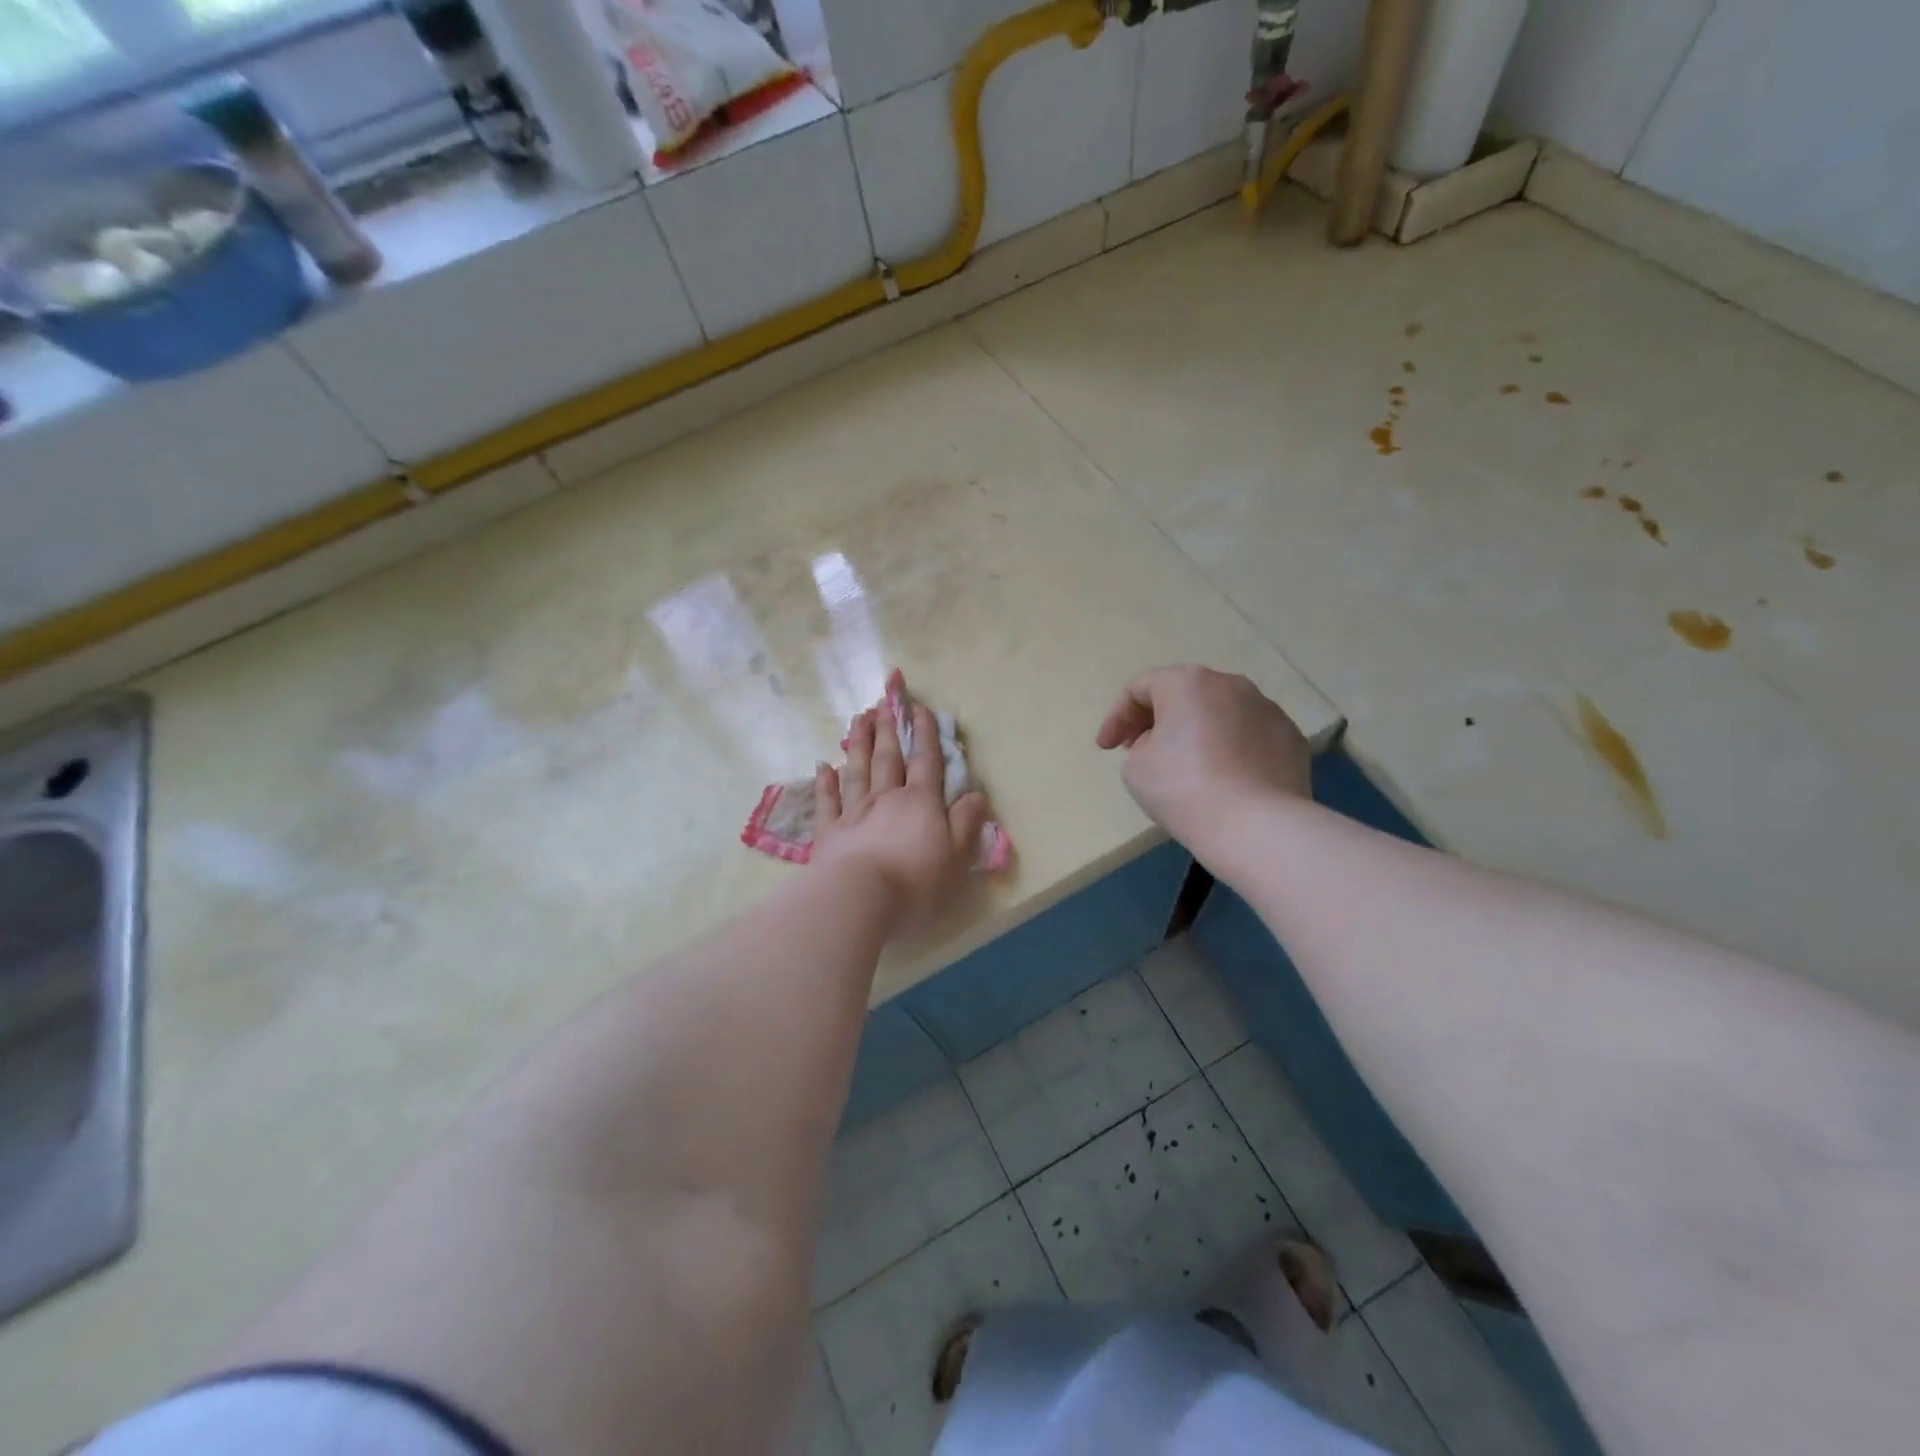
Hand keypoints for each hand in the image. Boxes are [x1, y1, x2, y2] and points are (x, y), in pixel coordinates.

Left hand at [812, 701, 989, 935]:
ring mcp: (854, 813)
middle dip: (889, 728)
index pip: (926, 761)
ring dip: (859, 744)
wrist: (859, 899)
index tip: (919, 708)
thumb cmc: (916, 881)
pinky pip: (827, 801)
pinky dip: (825, 782)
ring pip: (858, 770)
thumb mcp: (956, 857)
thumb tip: (976, 794)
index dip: (925, 734)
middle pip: (888, 757)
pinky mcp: (829, 832)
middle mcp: (887, 798)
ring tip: (859, 719)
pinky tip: (823, 766)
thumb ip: (966, 823)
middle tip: (884, 702)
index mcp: (921, 803)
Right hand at [1095, 666, 1310, 853]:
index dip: (1116, 717)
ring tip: (1186, 765)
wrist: (1256, 826)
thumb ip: (1140, 745)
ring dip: (1198, 731)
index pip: (1140, 688)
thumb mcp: (1135, 767)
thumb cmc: (1183, 789)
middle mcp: (1230, 684)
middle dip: (1158, 719)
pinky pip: (1249, 737)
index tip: (1107, 749)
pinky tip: (1225, 779)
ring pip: (1220, 713)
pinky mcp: (1292, 738)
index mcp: (1187, 683)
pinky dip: (1231, 750)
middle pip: (1184, 694)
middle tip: (1140, 749)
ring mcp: (1268, 709)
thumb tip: (1165, 744)